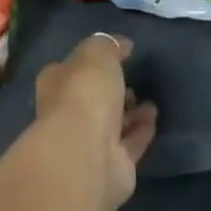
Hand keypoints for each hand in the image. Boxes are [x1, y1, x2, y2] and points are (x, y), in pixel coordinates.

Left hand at [33, 33, 157, 210]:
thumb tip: (121, 44)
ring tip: (149, 101)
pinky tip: (155, 118)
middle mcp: (67, 113)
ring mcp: (89, 142)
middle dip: (110, 90)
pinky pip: (130, 143)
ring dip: (129, 112)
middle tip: (132, 80)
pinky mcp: (112, 166)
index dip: (91, 62)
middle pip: (91, 98)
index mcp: (55, 83)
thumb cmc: (85, 93)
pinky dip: (142, 131)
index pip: (71, 68)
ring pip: (111, 123)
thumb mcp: (97, 54)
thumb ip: (108, 46)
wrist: (87, 154)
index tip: (116, 56)